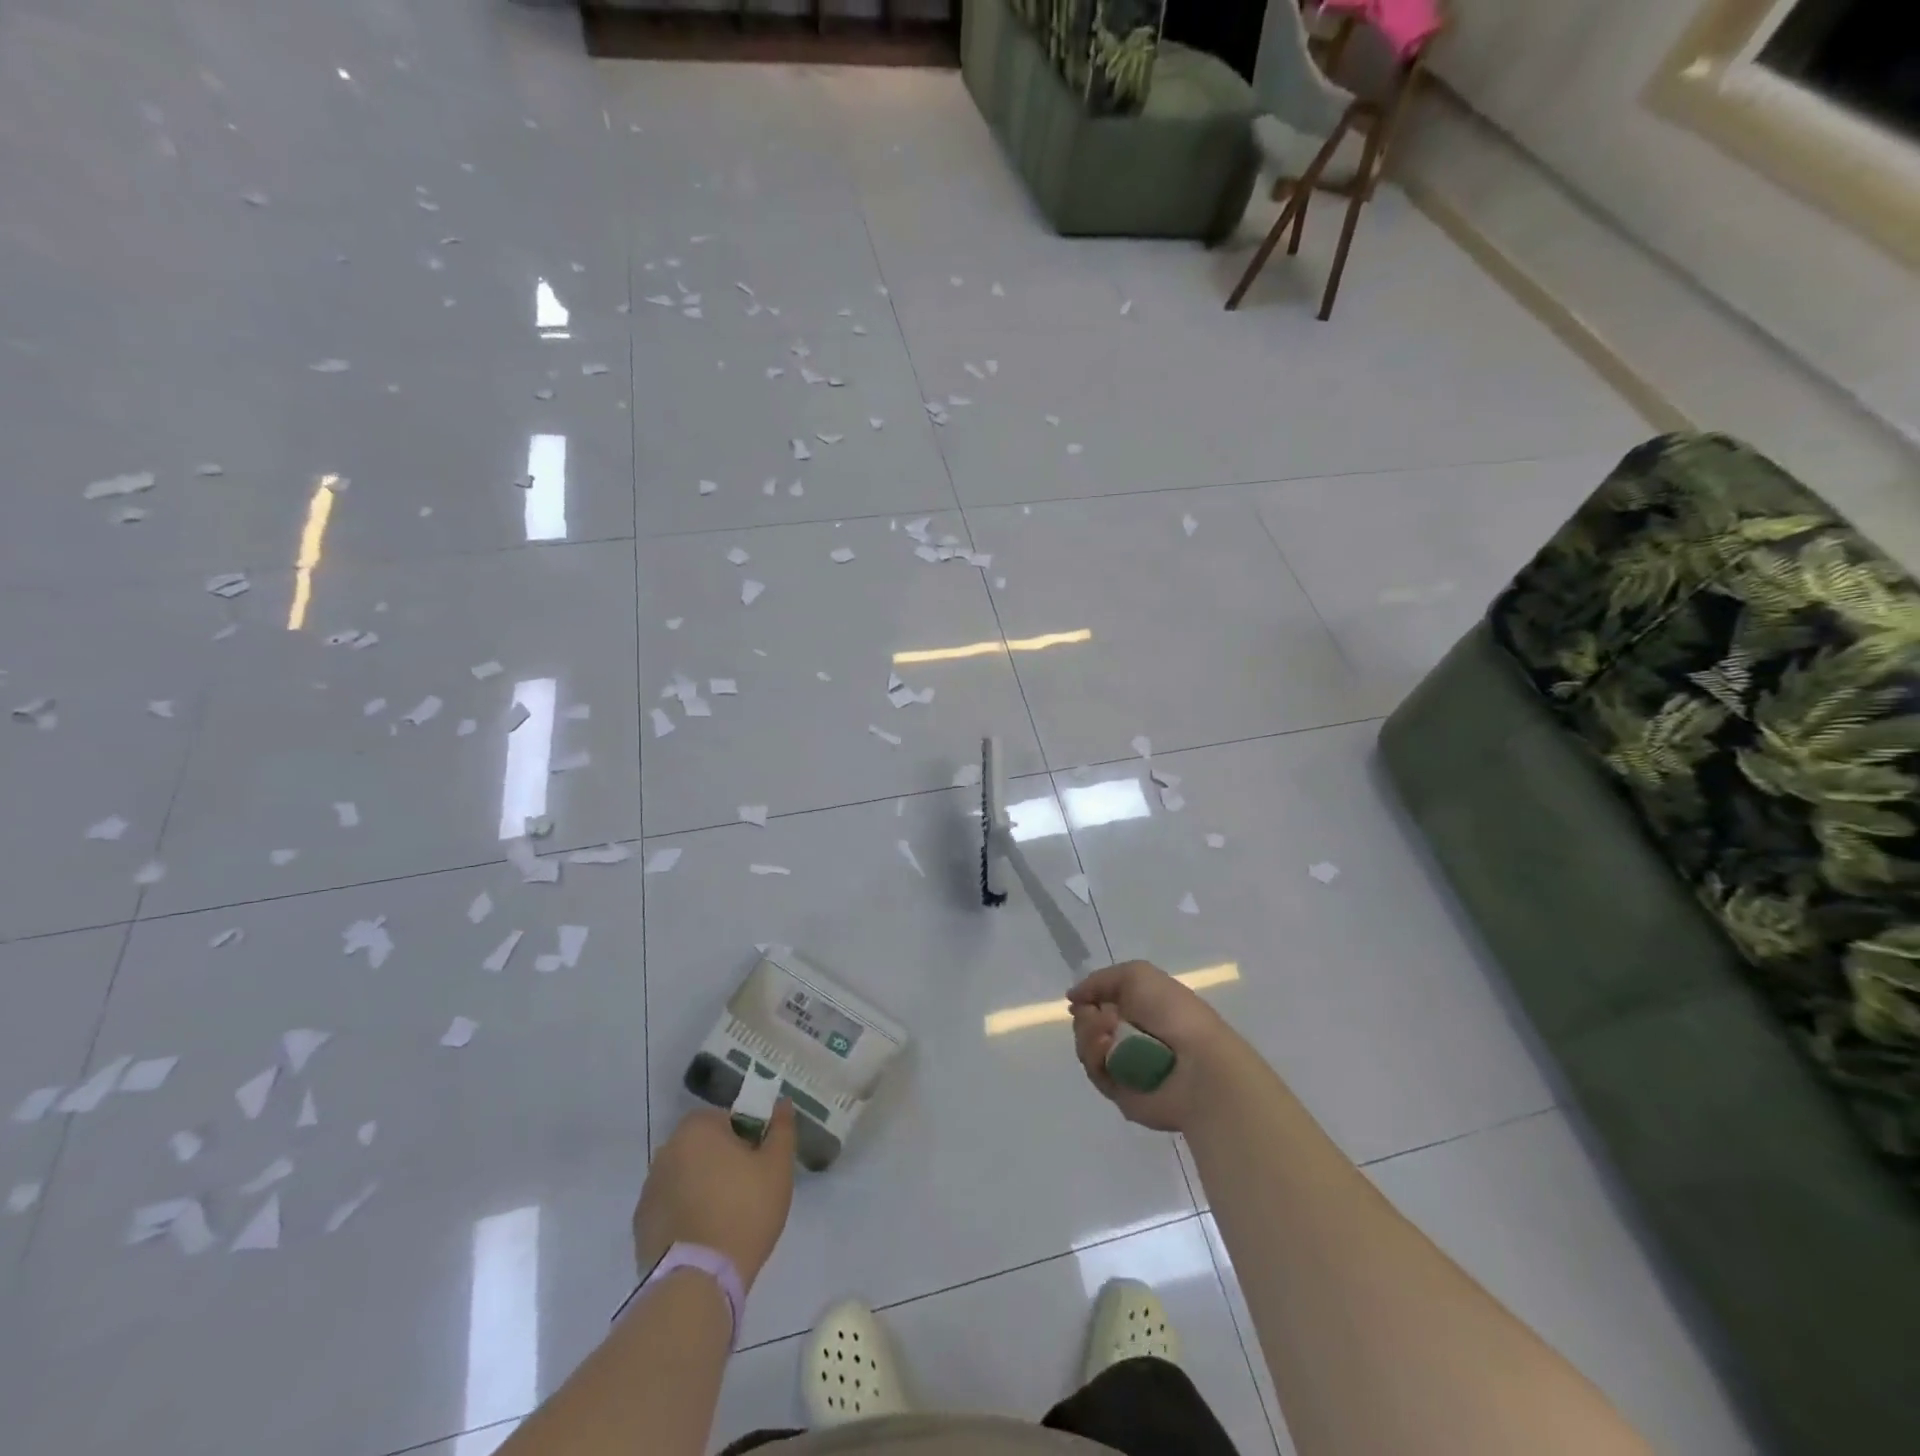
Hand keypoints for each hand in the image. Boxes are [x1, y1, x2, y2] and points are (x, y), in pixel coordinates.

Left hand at [634, 1103, 796, 1288]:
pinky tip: (704, 1236)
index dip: (749, 1138)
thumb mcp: (777, 1166)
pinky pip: (671, 1206)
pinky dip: (685, 1213)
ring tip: (725, 1218)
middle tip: (747, 1190)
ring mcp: (649, 1188)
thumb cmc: (745, 1211)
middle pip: (705, 1147)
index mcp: (697, 1128)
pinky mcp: (641, 1224)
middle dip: (724, 1161)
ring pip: (687, 1176)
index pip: (729, 1119)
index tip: (760, 1164)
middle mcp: (666, 1150)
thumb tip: (782, 1103)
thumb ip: (782, 1128)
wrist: (698, 1282)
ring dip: (703, 1186)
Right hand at [1069, 960, 1237, 1132]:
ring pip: (1087, 1047)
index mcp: (1141, 1008)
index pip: (1101, 1002)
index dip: (1088, 999)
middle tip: (1100, 1019)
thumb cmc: (1173, 1013)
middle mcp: (1131, 1035)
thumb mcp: (1137, 975)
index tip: (1078, 999)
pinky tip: (1107, 1050)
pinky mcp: (1120, 1093)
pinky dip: (1095, 1058)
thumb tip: (1074, 997)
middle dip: (1086, 1018)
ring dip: (1089, 1036)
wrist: (1198, 1066)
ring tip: (1107, 1035)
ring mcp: (1125, 1065)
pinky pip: (1095, 1072)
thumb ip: (1100, 980)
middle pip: (1088, 1024)